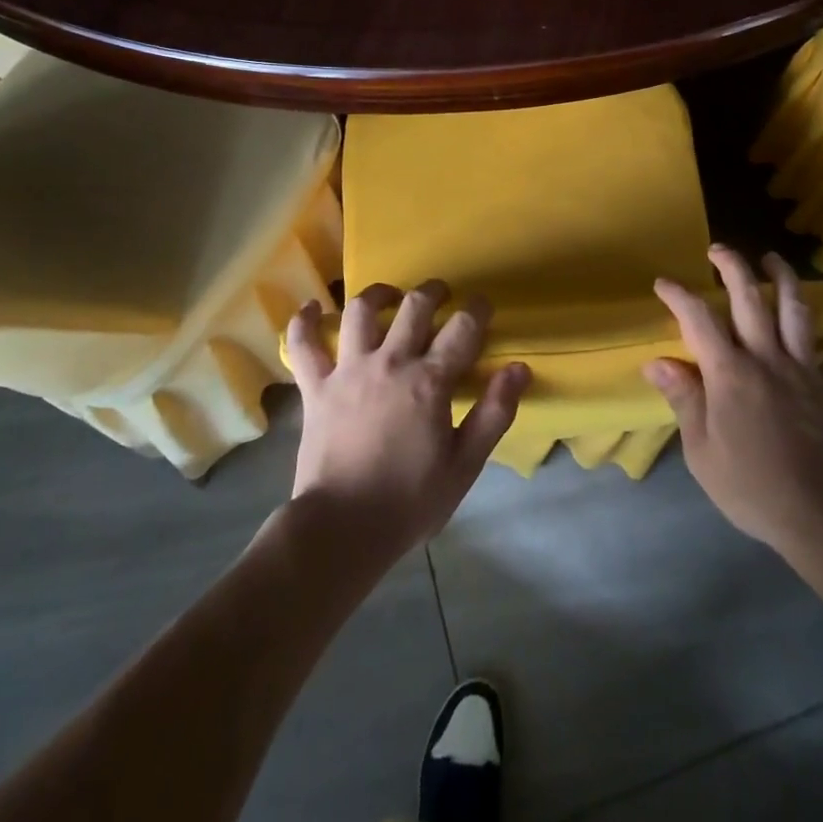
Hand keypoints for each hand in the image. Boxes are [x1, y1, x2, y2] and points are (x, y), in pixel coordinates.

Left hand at [285, 281, 530, 565]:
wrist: (341, 529)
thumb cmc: (409, 501)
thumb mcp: (464, 465)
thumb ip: (494, 413)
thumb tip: (519, 368)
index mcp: (429, 381)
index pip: (462, 328)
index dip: (477, 309)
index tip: (482, 306)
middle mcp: (390, 362)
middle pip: (414, 306)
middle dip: (433, 292)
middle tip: (441, 295)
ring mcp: (348, 371)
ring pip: (361, 311)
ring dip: (379, 295)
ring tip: (389, 297)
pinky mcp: (316, 387)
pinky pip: (303, 344)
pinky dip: (305, 322)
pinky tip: (313, 309)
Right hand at [647, 247, 822, 555]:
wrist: (817, 515)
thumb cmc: (750, 485)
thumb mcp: (701, 450)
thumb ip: (683, 399)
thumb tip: (656, 362)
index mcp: (729, 372)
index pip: (697, 320)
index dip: (678, 296)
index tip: (663, 283)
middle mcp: (766, 357)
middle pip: (748, 299)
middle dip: (732, 267)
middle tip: (719, 250)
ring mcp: (804, 368)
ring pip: (794, 310)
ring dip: (784, 278)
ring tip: (773, 258)